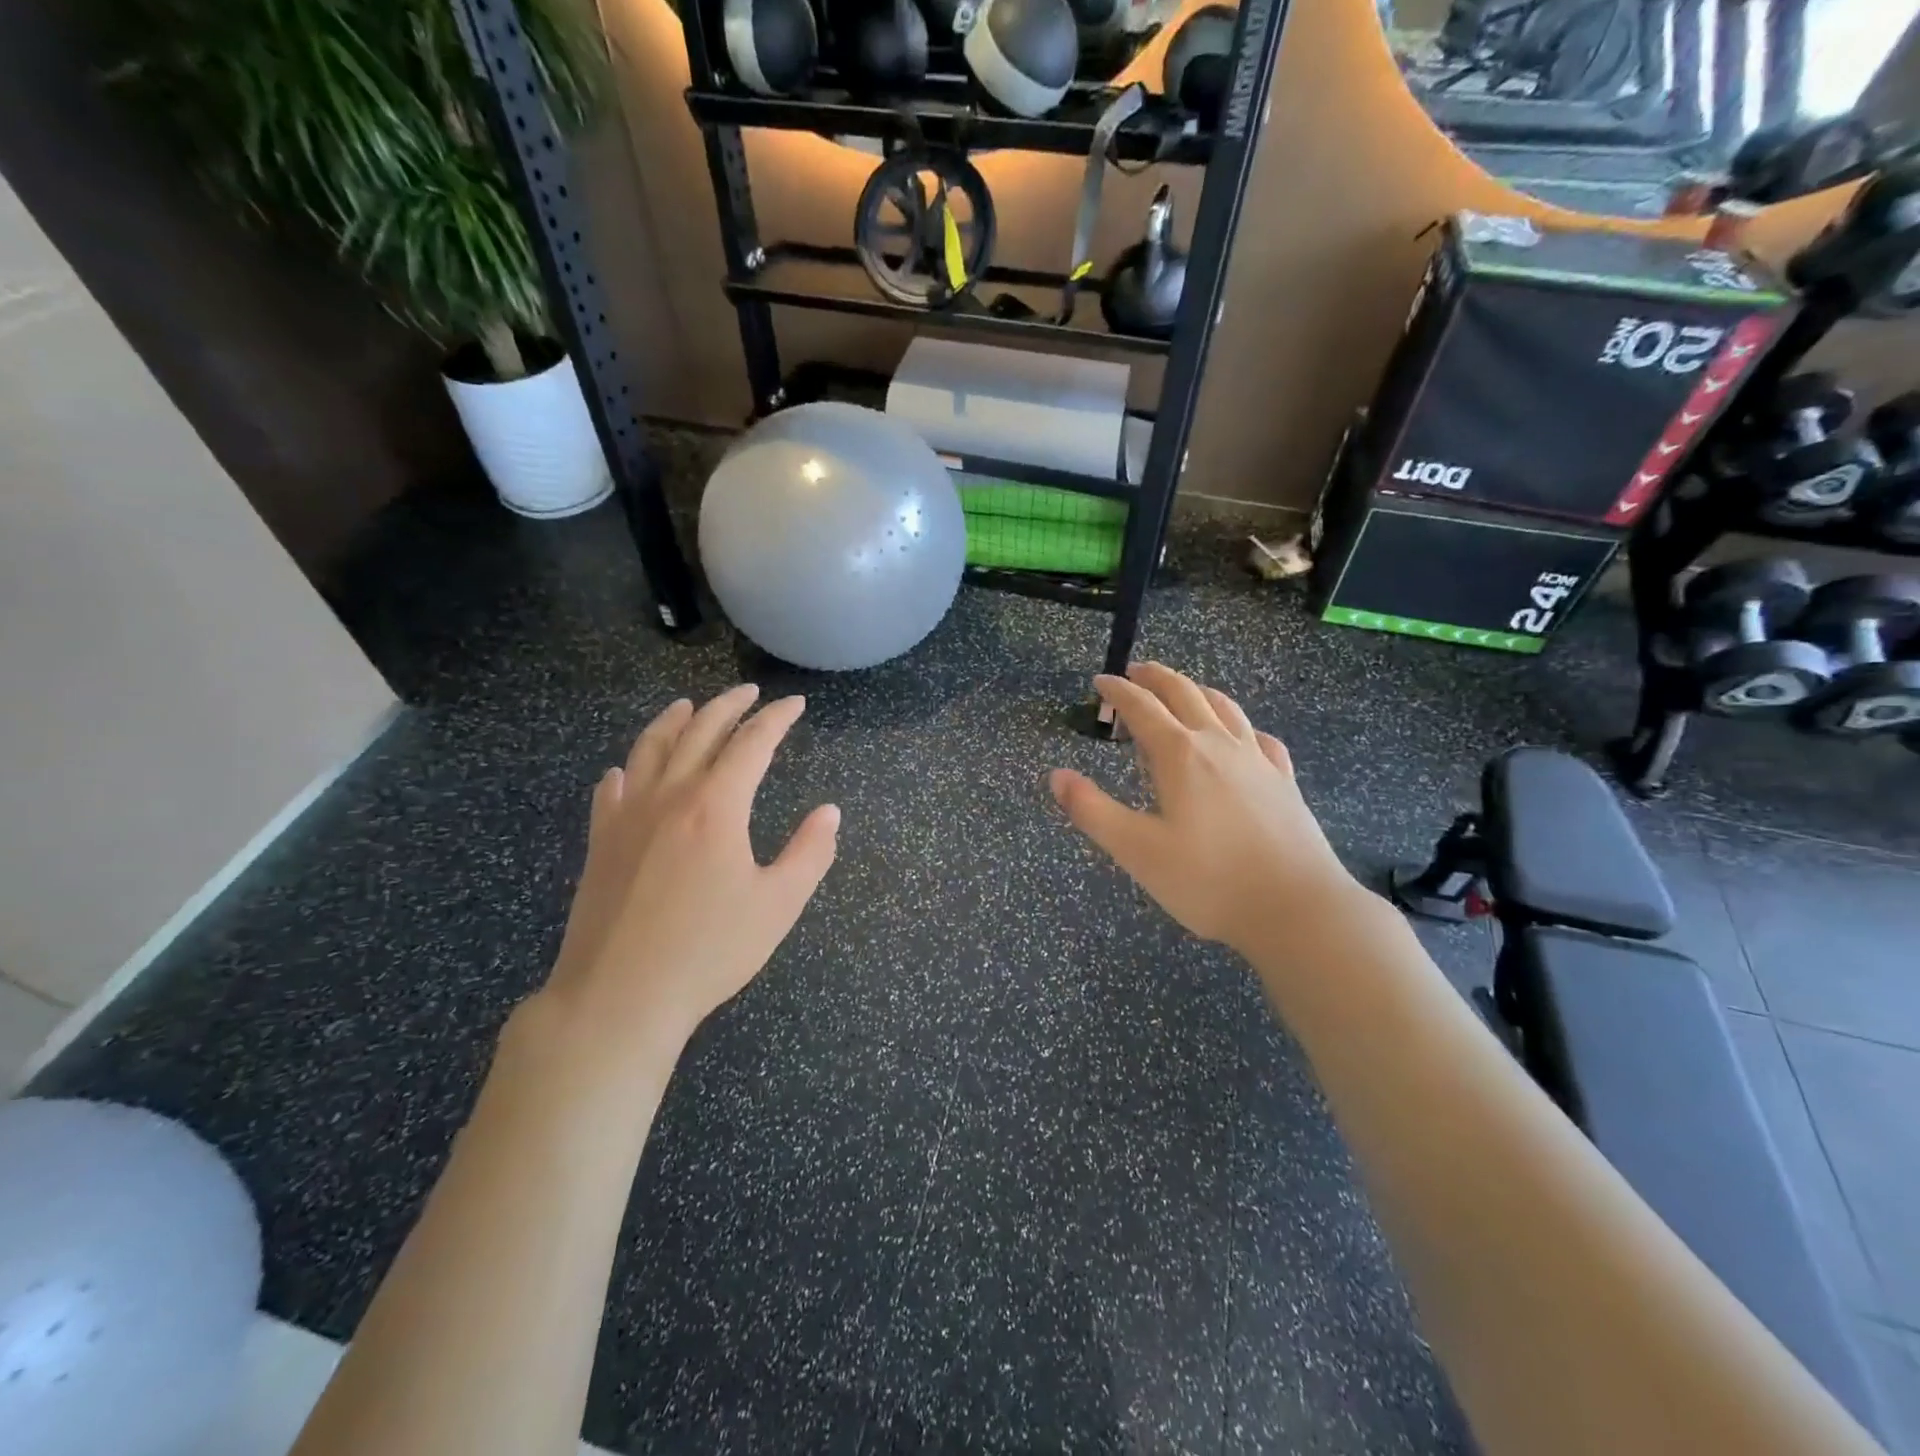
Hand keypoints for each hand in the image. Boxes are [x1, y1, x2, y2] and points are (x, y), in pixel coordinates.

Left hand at [537, 685, 839, 1063]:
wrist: (619, 996)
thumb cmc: (709, 951)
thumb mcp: (778, 905)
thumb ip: (810, 853)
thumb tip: (829, 812)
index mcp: (716, 806)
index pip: (752, 743)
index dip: (776, 718)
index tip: (794, 704)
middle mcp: (670, 796)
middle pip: (700, 732)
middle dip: (729, 706)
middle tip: (750, 692)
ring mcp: (628, 816)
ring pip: (650, 748)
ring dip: (674, 720)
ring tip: (689, 706)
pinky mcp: (600, 842)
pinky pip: (612, 789)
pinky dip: (627, 768)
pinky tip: (627, 769)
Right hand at [1049, 663, 1361, 956]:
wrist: (1296, 908)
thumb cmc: (1208, 880)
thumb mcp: (1136, 850)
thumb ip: (1092, 810)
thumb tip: (1056, 776)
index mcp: (1180, 755)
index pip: (1142, 708)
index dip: (1117, 692)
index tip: (1100, 681)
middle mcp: (1219, 745)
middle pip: (1185, 694)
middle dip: (1156, 678)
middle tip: (1135, 672)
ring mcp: (1258, 760)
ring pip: (1225, 708)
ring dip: (1197, 691)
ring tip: (1183, 690)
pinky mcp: (1284, 781)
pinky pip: (1260, 738)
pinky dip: (1242, 726)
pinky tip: (1243, 736)